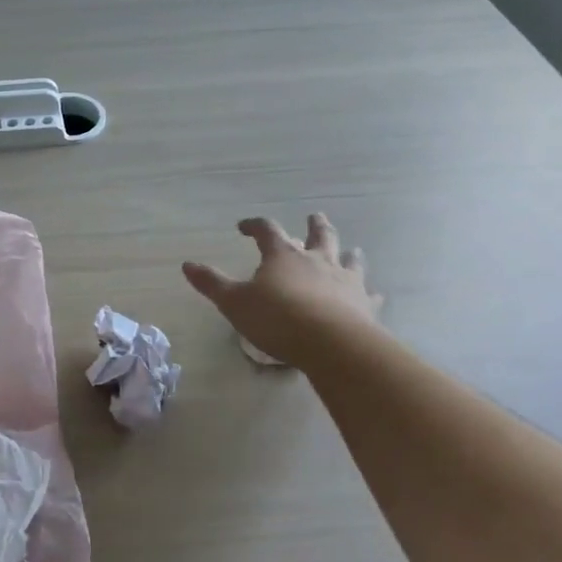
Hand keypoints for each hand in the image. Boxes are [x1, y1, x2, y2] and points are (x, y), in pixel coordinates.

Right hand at [183, 213, 386, 371]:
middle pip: (318, 235)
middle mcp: (316, 260)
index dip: (254, 225)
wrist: (333, 345)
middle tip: (314, 216)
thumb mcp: (234, 302)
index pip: (267, 230)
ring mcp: (345, 281)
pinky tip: (374, 294)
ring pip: (348, 259)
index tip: (243, 227)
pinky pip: (370, 295)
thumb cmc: (278, 318)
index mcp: (283, 255)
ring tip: (349, 250)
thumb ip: (212, 284)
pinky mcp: (365, 305)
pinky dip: (370, 293)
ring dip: (347, 253)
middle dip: (314, 225)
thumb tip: (187, 265)